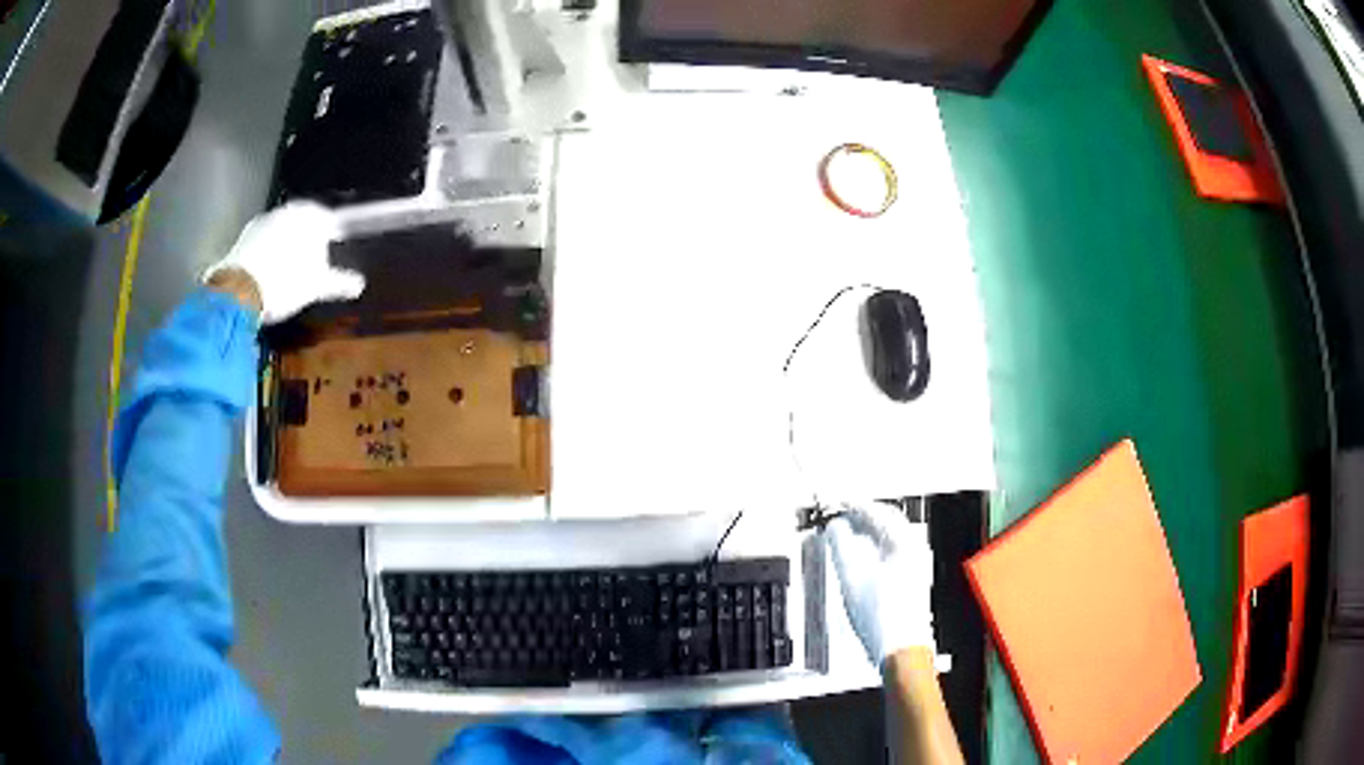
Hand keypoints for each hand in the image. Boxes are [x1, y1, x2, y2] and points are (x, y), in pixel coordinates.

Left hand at [203, 202, 363, 323]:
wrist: (238, 293)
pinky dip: (268, 253)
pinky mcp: (243, 238)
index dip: (334, 232)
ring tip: (290, 270)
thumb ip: (338, 282)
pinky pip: (263, 242)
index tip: (337, 242)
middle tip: (313, 261)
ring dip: (287, 245)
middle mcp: (285, 210)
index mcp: (308, 214)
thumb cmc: (284, 282)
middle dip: (308, 238)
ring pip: (282, 231)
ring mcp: (262, 222)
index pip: (328, 217)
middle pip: (303, 222)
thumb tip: (358, 284)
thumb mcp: (316, 286)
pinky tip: (270, 274)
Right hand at [825, 501, 934, 666]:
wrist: (900, 650)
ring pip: (891, 536)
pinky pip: (893, 551)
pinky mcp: (914, 579)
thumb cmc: (883, 619)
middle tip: (840, 513)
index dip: (852, 505)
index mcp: (904, 543)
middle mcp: (915, 549)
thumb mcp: (851, 578)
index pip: (876, 512)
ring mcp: (917, 564)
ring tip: (846, 533)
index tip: (836, 502)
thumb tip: (835, 528)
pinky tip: (861, 557)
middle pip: (887, 520)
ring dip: (868, 531)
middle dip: (862, 516)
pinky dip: (875, 546)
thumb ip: (841, 546)